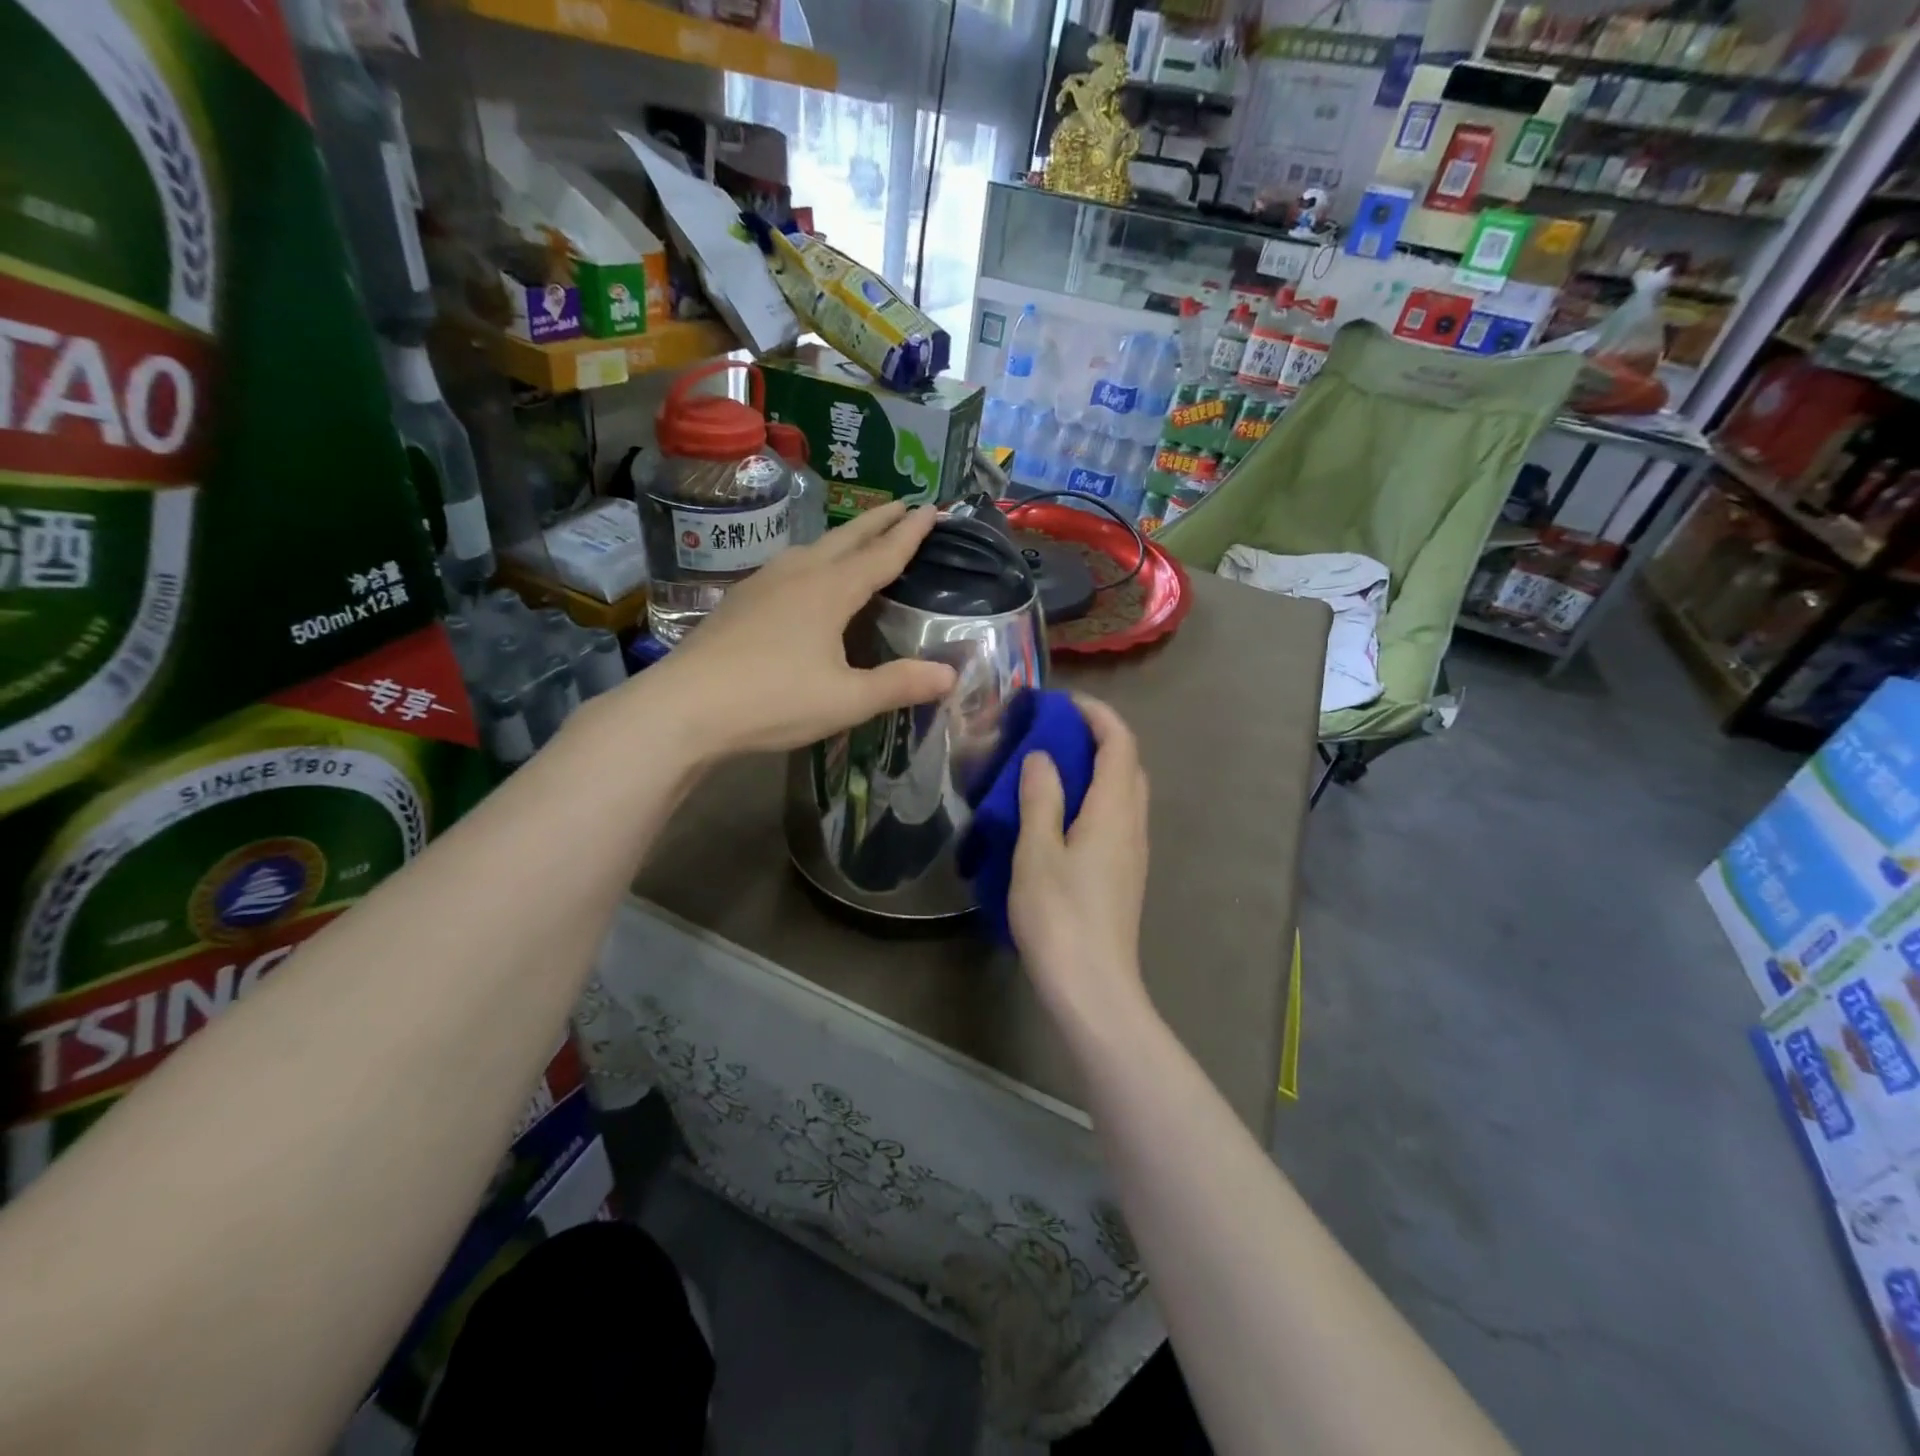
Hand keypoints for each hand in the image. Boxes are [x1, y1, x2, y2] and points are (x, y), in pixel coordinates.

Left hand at [641, 502, 957, 757]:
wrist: (685, 706)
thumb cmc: (773, 700)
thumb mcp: (846, 700)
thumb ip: (899, 685)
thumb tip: (950, 674)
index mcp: (830, 591)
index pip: (882, 554)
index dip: (911, 533)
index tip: (933, 508)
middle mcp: (799, 574)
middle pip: (847, 538)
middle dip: (879, 520)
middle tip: (904, 504)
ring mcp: (764, 582)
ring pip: (813, 547)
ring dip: (844, 537)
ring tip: (859, 538)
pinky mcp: (741, 599)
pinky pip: (789, 565)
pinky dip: (814, 559)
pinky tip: (805, 577)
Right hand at [1008, 695, 1150, 1029]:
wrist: (1092, 987)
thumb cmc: (1060, 916)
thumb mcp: (1037, 852)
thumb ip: (1040, 798)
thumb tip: (1042, 756)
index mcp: (1115, 810)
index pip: (1119, 743)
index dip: (1097, 714)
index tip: (1062, 702)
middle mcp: (1133, 824)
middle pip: (1127, 764)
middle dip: (1097, 737)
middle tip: (1052, 732)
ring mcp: (1133, 852)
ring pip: (1123, 792)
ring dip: (1096, 768)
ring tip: (1051, 768)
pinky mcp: (1124, 874)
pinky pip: (1116, 817)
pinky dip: (1094, 797)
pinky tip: (1059, 814)